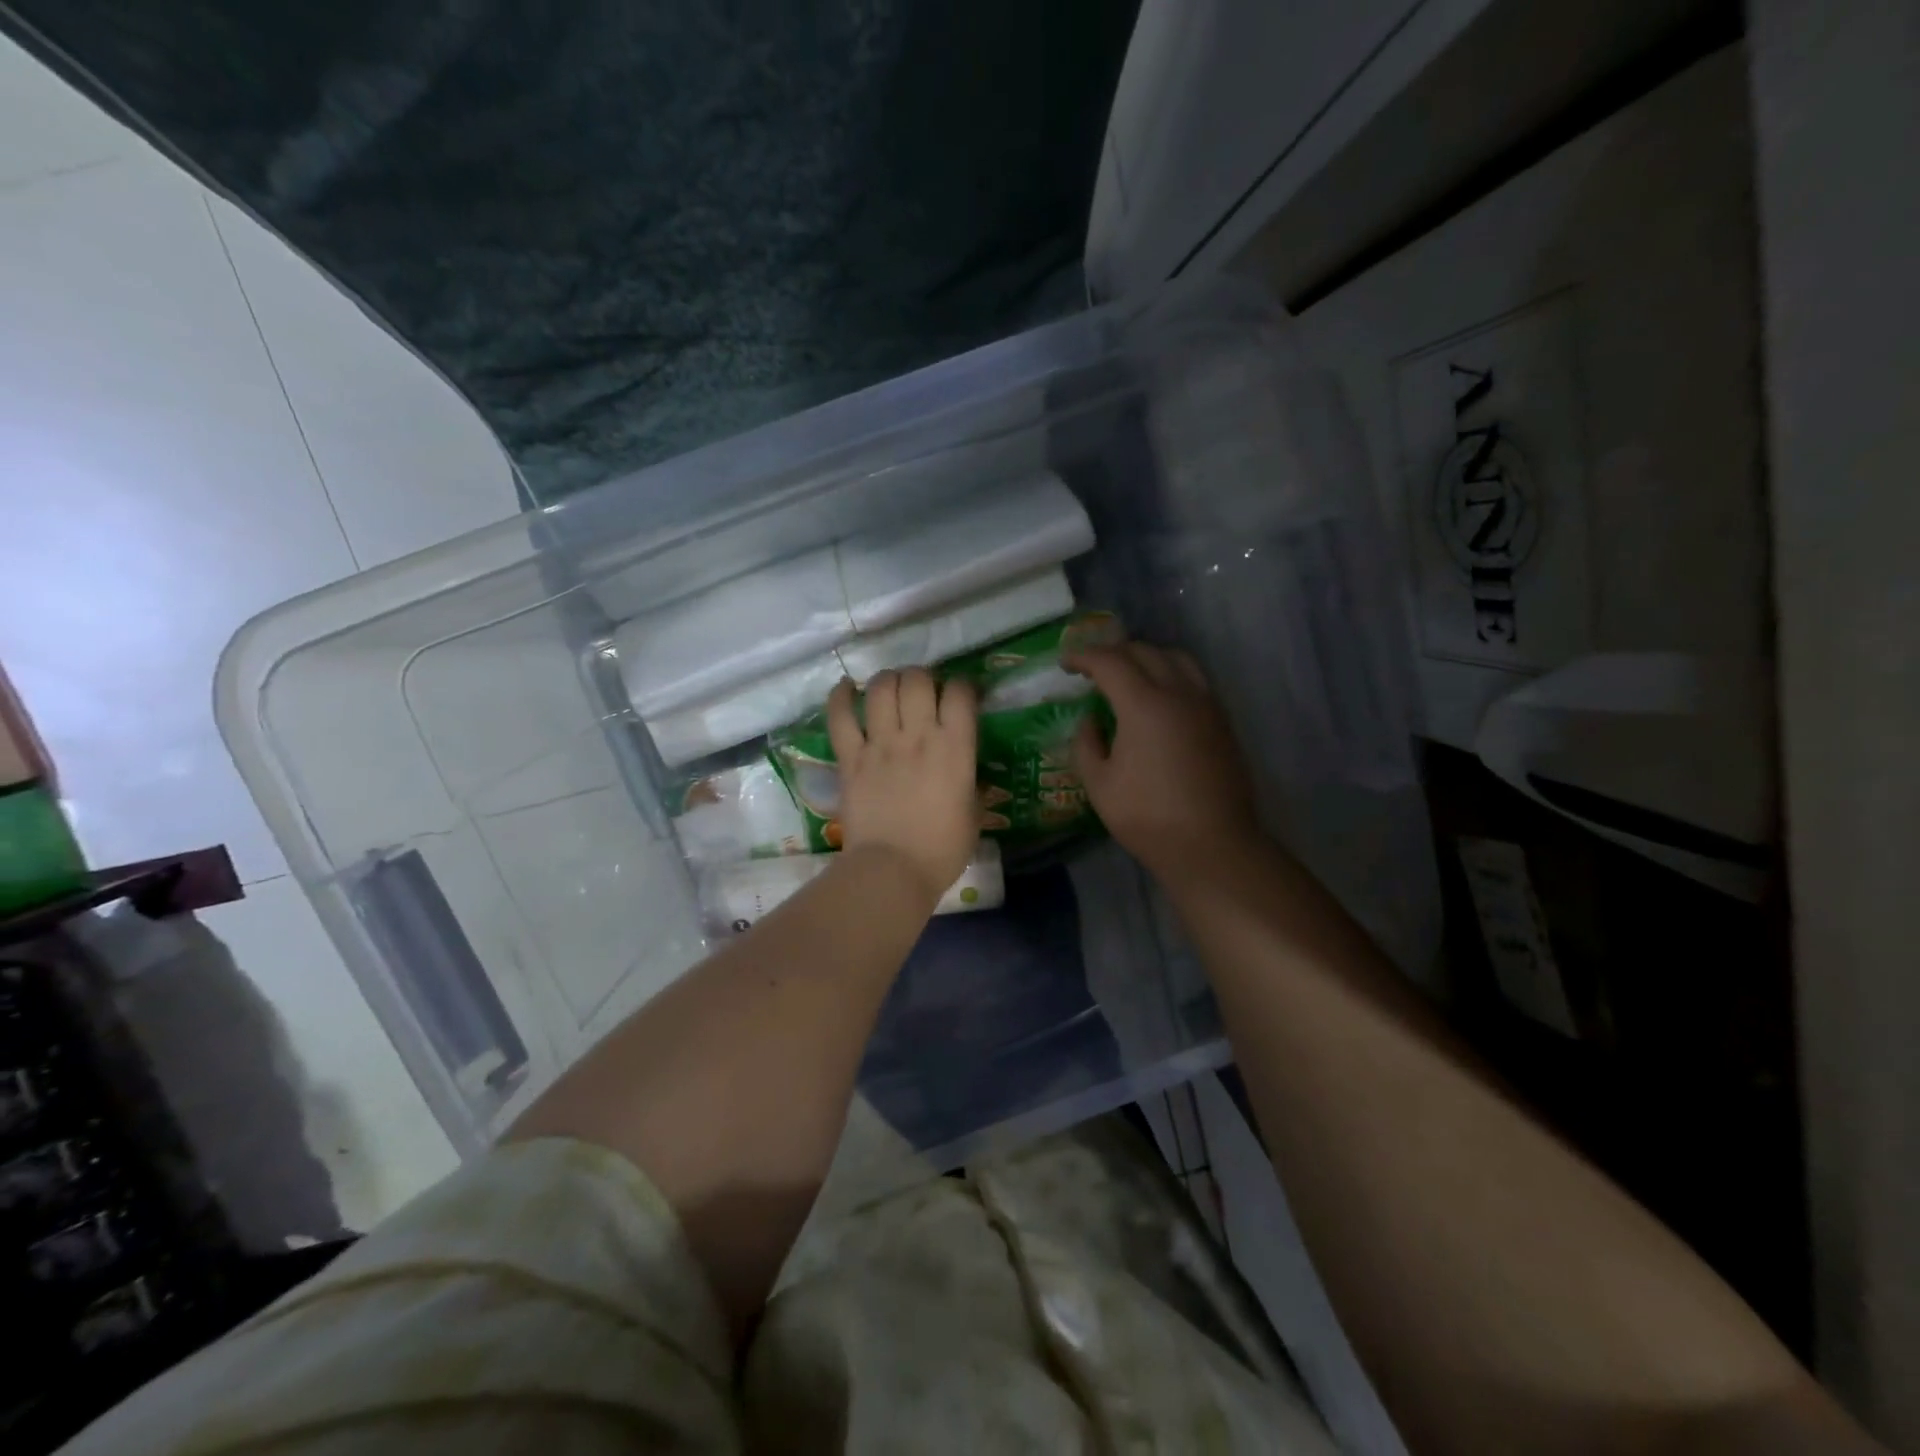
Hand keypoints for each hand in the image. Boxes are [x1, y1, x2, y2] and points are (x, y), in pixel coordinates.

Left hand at [827, 668, 979, 901]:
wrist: (892, 871)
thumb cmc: (942, 849)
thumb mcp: (974, 815)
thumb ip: (972, 784)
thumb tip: (970, 774)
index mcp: (956, 748)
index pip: (961, 693)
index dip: (963, 687)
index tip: (961, 696)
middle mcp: (918, 735)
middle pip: (918, 680)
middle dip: (923, 676)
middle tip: (923, 690)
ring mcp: (880, 744)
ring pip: (881, 688)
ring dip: (888, 680)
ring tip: (891, 687)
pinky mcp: (850, 758)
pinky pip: (840, 716)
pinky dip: (840, 696)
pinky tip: (846, 687)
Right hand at [1065, 643, 1260, 882]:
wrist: (1212, 844)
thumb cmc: (1148, 817)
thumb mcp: (1099, 785)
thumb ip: (1086, 744)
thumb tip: (1091, 720)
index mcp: (1144, 705)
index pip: (1110, 661)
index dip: (1083, 656)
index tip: (1065, 663)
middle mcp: (1179, 693)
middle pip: (1144, 651)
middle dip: (1113, 653)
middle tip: (1092, 669)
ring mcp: (1206, 704)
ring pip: (1176, 658)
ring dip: (1146, 657)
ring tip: (1128, 675)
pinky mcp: (1222, 720)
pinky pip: (1194, 678)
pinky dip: (1171, 673)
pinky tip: (1159, 697)